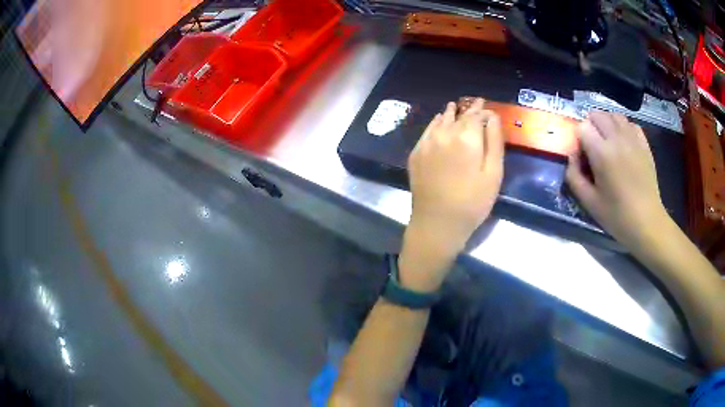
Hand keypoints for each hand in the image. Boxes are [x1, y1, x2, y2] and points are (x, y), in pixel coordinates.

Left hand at [399, 99, 503, 290]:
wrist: (437, 223)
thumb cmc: (473, 202)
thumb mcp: (493, 173)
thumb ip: (494, 141)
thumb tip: (492, 117)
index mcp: (466, 137)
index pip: (476, 115)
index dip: (483, 110)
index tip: (487, 106)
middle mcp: (444, 133)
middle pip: (458, 115)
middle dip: (469, 109)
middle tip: (475, 103)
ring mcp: (426, 142)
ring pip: (441, 120)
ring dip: (451, 113)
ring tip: (456, 107)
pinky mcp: (416, 153)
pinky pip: (428, 130)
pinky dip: (436, 123)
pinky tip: (440, 122)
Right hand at [566, 112, 671, 251]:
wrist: (647, 222)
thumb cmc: (617, 215)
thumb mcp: (588, 202)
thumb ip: (574, 176)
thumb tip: (572, 156)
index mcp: (602, 153)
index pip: (583, 127)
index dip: (579, 138)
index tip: (583, 155)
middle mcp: (617, 139)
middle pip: (597, 115)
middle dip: (591, 126)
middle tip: (593, 146)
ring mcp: (633, 139)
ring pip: (614, 115)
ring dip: (607, 123)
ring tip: (608, 141)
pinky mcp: (644, 144)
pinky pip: (630, 123)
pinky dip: (623, 128)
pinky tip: (623, 143)